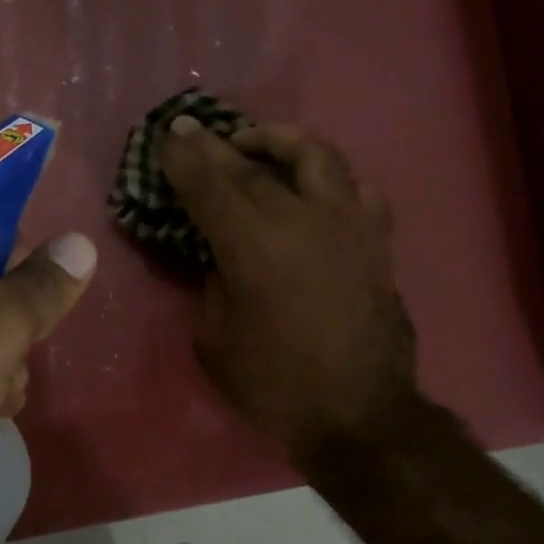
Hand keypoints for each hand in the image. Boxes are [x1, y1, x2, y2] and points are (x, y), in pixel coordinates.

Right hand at [160, 119, 416, 459]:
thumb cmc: (275, 385)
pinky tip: (317, 189)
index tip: (166, 136)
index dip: (183, 158)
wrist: (358, 415)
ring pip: (316, 156)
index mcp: (254, 247)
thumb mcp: (215, 341)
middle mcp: (303, 220)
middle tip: (193, 129)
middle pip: (254, 165)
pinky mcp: (377, 241)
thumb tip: (223, 257)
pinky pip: (358, 190)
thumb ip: (213, 285)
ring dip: (279, 141)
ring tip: (258, 144)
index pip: (210, 186)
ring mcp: (348, 225)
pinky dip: (331, 179)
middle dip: (216, 144)